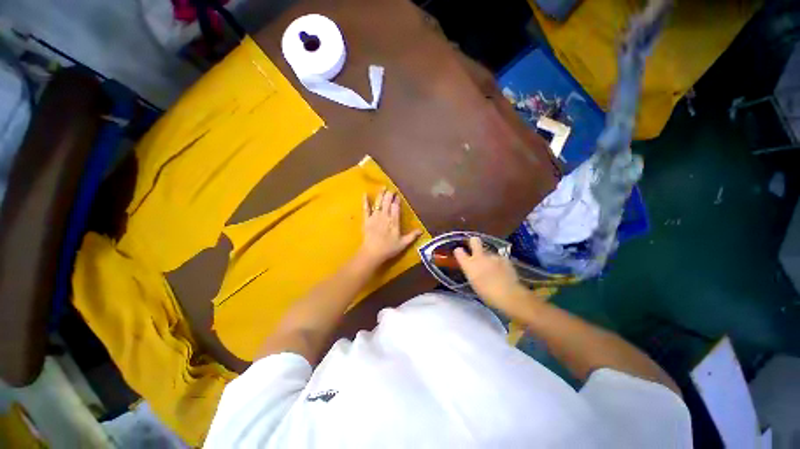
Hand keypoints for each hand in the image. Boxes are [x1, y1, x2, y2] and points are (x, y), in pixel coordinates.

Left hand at [356, 187, 421, 268]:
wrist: (372, 253)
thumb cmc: (388, 249)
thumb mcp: (403, 244)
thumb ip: (412, 236)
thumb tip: (421, 230)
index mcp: (394, 221)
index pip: (396, 207)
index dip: (397, 200)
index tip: (398, 195)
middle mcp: (385, 216)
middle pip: (387, 202)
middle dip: (389, 195)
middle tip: (391, 190)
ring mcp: (374, 217)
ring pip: (378, 203)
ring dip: (380, 194)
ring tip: (383, 187)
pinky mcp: (366, 220)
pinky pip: (365, 209)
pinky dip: (365, 201)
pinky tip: (364, 194)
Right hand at [454, 237, 528, 315]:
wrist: (507, 294)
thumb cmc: (486, 294)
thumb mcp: (474, 283)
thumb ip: (472, 272)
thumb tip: (473, 269)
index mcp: (469, 265)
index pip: (458, 251)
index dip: (459, 251)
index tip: (460, 253)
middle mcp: (479, 257)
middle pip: (474, 241)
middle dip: (474, 242)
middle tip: (475, 246)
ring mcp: (493, 256)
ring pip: (489, 252)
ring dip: (489, 258)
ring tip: (494, 269)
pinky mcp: (504, 259)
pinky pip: (499, 258)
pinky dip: (500, 263)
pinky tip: (503, 271)